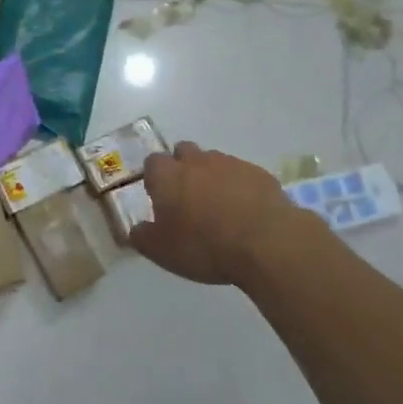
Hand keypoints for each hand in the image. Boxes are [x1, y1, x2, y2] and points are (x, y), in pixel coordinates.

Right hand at [129, 141, 302, 287]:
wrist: (266, 242)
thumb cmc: (204, 246)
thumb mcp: (162, 251)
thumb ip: (143, 237)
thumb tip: (136, 229)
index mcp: (167, 176)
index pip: (152, 163)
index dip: (155, 178)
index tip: (159, 197)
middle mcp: (196, 161)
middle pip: (183, 152)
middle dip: (183, 168)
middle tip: (188, 197)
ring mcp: (230, 164)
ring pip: (214, 162)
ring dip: (212, 177)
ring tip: (220, 207)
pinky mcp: (259, 173)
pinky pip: (242, 174)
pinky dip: (240, 187)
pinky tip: (246, 211)